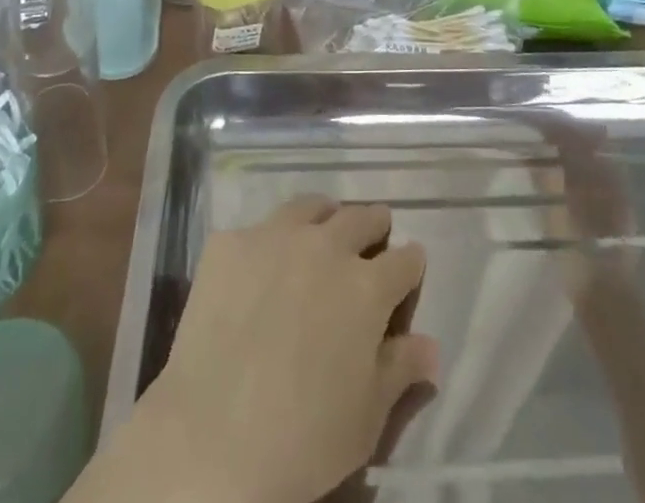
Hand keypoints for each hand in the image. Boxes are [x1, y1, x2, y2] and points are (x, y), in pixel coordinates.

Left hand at [107, 198, 436, 502]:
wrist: (214, 437)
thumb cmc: (304, 438)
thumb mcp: (367, 418)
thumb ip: (400, 370)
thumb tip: (430, 346)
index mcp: (367, 286)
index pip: (404, 260)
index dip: (410, 264)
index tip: (409, 267)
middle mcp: (325, 246)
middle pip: (360, 217)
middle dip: (373, 225)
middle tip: (371, 234)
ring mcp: (274, 237)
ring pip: (309, 207)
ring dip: (323, 217)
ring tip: (320, 231)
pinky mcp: (230, 244)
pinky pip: (255, 231)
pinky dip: (266, 244)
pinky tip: (257, 268)